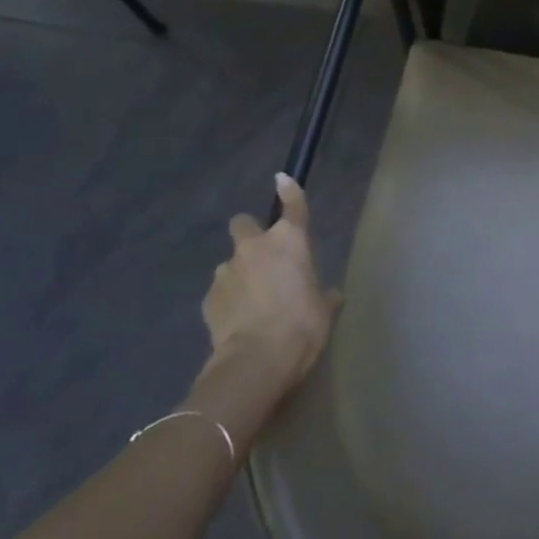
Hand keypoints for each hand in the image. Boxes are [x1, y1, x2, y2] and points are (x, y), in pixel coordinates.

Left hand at [197, 175, 338, 412]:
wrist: (257, 359)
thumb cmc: (303, 324)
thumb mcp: (324, 309)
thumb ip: (324, 295)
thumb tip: (330, 295)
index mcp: (290, 241)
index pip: (292, 205)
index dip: (288, 190)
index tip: (282, 179)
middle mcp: (254, 247)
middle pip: (243, 224)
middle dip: (250, 235)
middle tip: (263, 258)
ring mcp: (226, 271)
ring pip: (231, 262)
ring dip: (240, 273)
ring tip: (252, 302)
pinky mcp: (208, 299)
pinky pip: (220, 291)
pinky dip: (229, 300)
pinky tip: (239, 321)